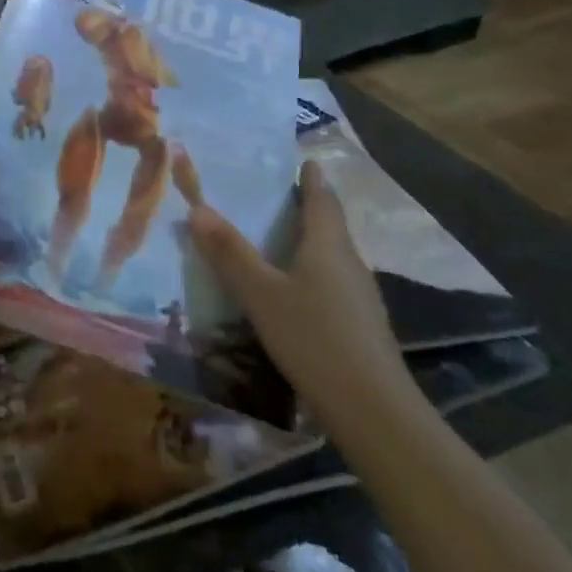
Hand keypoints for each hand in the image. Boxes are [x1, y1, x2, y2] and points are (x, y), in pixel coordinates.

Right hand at [187, 160, 409, 414]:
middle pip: (328, 224)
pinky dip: (310, 271)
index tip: (302, 160)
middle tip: (271, 195)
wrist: (374, 411)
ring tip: (273, 238)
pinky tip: (290, 289)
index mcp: (328, 244)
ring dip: (306, 241)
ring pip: (330, 255)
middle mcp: (349, 262)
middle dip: (305, 207)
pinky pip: (331, 282)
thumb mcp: (261, 293)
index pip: (322, 197)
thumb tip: (196, 207)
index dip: (311, 178)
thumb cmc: (314, 338)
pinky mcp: (360, 324)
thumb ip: (229, 252)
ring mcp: (359, 296)